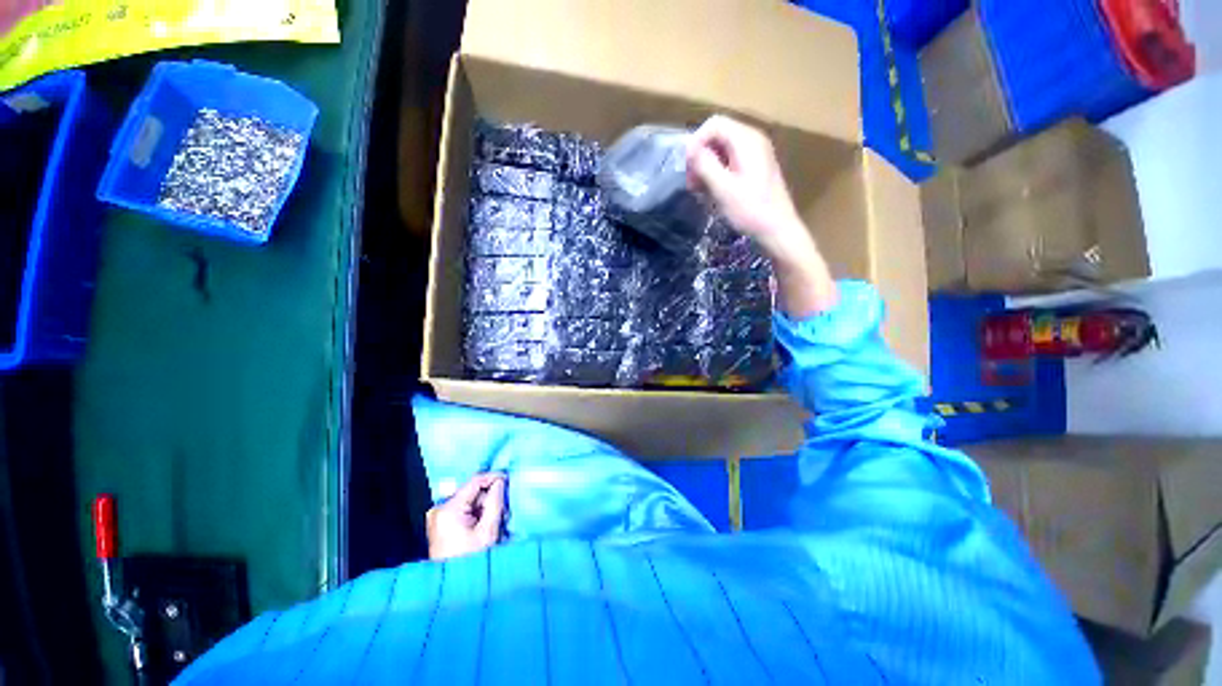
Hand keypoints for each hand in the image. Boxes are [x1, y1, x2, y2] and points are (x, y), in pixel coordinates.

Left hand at [427, 474, 505, 560]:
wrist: (453, 589)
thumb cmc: (471, 560)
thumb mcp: (488, 530)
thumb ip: (495, 502)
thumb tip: (500, 482)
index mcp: (448, 509)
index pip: (474, 481)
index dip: (493, 477)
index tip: (508, 479)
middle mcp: (439, 510)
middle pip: (471, 492)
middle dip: (489, 497)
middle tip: (504, 508)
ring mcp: (438, 518)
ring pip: (468, 502)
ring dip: (484, 507)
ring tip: (496, 520)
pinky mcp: (441, 526)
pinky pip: (462, 511)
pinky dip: (476, 514)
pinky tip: (485, 525)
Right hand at [687, 115, 837, 317]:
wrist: (777, 230)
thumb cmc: (750, 210)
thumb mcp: (722, 188)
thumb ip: (705, 165)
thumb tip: (690, 151)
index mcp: (746, 140)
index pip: (714, 124)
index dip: (695, 142)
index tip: (686, 168)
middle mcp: (753, 140)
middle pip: (718, 135)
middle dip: (700, 156)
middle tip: (691, 183)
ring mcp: (756, 154)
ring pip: (722, 150)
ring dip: (706, 167)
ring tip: (699, 190)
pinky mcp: (755, 168)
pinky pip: (730, 161)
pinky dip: (717, 172)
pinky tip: (712, 191)